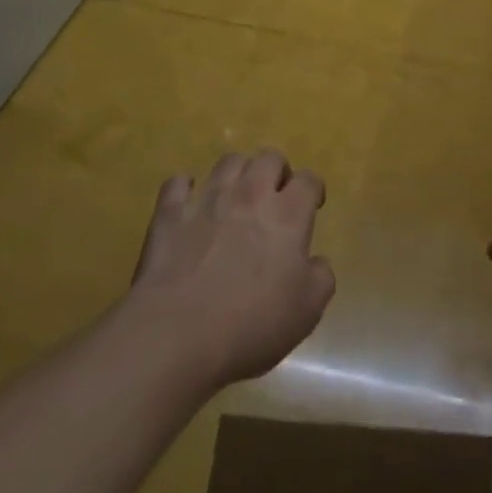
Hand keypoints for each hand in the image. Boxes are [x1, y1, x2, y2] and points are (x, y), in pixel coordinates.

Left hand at [130, 150, 335, 388]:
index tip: (313, 205)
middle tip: (275, 196)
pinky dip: (186, 188)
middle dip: (277, 171)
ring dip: (238, 173)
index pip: (309, 180)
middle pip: (269, 157)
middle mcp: (250, 194)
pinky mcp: (169, 213)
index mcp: (288, 214)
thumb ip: (321, 277)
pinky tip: (190, 203)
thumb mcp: (308, 311)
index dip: (314, 188)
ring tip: (237, 196)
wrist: (177, 335)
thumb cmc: (251, 325)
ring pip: (228, 161)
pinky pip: (178, 183)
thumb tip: (316, 262)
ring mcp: (207, 199)